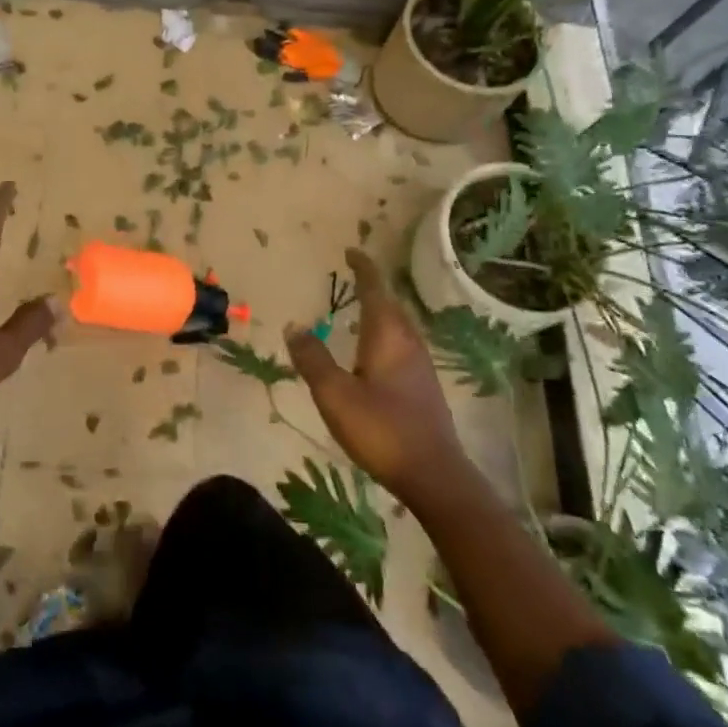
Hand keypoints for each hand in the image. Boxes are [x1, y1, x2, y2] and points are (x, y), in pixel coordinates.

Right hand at [285, 249, 464, 510]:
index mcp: (388, 336)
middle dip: (372, 287)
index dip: (363, 269)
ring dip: (380, 310)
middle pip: (390, 304)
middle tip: (352, 276)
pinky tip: (373, 351)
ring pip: (398, 325)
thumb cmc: (381, 429)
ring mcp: (420, 365)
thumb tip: (293, 325)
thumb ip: (313, 358)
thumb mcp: (335, 395)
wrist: (434, 475)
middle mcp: (408, 342)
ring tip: (360, 308)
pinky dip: (384, 333)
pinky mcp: (423, 386)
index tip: (350, 251)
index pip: (375, 290)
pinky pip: (401, 344)